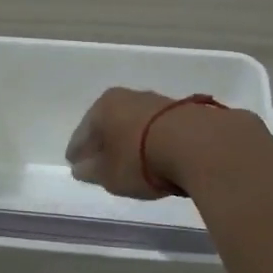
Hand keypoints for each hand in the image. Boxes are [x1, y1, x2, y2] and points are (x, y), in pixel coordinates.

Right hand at [64, 88, 224, 198]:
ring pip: (134, 125)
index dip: (77, 150)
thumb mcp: (109, 174)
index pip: (82, 133)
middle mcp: (128, 97)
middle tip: (99, 163)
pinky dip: (151, 142)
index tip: (74, 164)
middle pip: (108, 124)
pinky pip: (156, 130)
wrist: (198, 145)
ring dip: (129, 141)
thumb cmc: (141, 159)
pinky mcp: (183, 112)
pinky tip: (154, 157)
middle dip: (103, 143)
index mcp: (103, 107)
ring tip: (129, 162)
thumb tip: (80, 168)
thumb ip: (91, 171)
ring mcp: (157, 102)